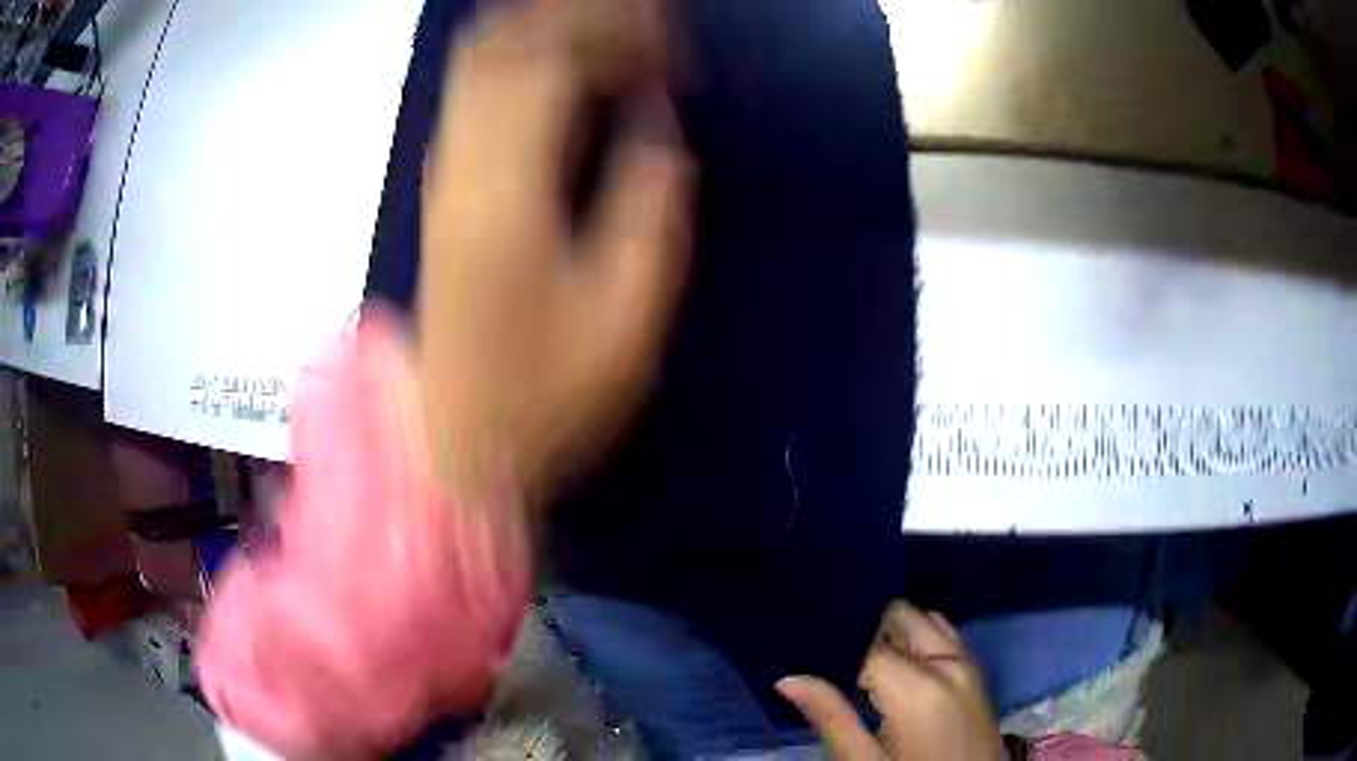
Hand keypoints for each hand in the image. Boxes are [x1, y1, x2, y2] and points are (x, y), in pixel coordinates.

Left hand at [416, 0, 691, 505]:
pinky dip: (519, 62)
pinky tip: (563, 73)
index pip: (549, 63)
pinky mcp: (444, 190)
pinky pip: (474, 95)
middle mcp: (463, 167)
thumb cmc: (547, 397)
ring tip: (611, 40)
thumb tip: (656, 126)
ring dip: (543, 31)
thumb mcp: (626, 316)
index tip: (669, 50)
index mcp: (508, 194)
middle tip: (643, 30)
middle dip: (576, 18)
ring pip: (480, 61)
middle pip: (503, 44)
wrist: (459, 444)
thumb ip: (649, 205)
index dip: (613, 34)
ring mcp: (444, 176)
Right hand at [777, 602, 1003, 760]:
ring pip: (926, 619)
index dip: (834, 644)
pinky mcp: (977, 672)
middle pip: (901, 616)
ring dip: (894, 631)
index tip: (806, 649)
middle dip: (866, 629)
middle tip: (831, 657)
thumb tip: (787, 678)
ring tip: (861, 660)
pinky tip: (897, 663)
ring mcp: (969, 664)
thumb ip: (830, 717)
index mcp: (919, 687)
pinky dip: (920, 638)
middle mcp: (949, 663)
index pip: (866, 643)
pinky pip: (946, 635)